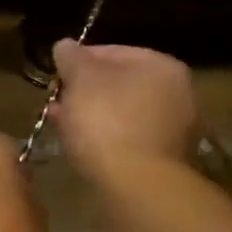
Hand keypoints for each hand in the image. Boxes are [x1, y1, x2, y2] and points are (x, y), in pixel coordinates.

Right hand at [49, 40, 198, 179]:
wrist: (137, 186)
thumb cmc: (107, 120)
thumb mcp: (80, 79)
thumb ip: (71, 57)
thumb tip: (65, 45)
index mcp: (161, 65)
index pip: (112, 50)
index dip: (78, 60)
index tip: (55, 74)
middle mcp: (177, 93)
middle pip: (118, 82)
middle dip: (84, 90)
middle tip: (56, 99)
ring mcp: (174, 128)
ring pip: (121, 111)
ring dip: (91, 114)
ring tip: (61, 122)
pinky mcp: (164, 159)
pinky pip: (127, 137)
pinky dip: (105, 136)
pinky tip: (79, 143)